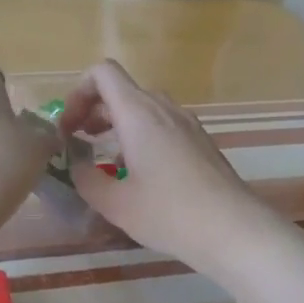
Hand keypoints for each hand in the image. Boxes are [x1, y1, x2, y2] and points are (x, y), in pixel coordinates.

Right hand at [59, 59, 269, 269]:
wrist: (234, 230)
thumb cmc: (169, 213)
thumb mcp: (114, 203)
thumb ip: (85, 178)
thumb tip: (75, 166)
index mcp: (138, 113)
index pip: (102, 73)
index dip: (78, 93)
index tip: (70, 128)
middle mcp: (163, 108)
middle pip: (121, 89)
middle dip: (93, 111)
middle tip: (79, 143)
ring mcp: (186, 123)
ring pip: (143, 107)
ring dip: (117, 124)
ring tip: (107, 160)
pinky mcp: (200, 140)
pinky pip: (162, 124)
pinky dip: (141, 136)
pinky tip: (140, 174)